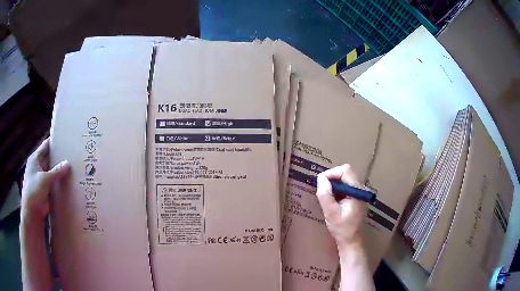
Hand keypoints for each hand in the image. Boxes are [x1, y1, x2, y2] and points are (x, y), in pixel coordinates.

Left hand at [21, 138, 69, 222]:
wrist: (32, 213)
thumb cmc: (34, 191)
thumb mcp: (45, 180)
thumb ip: (56, 171)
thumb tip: (68, 163)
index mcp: (35, 159)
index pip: (46, 146)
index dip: (55, 142)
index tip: (66, 139)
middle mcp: (39, 166)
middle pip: (50, 158)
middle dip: (60, 157)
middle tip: (73, 154)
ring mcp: (42, 178)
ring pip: (53, 171)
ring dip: (61, 171)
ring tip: (74, 167)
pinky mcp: (46, 189)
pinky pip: (55, 182)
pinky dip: (61, 181)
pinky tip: (70, 181)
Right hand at [316, 164, 366, 253]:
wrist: (351, 240)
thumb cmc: (342, 228)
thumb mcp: (331, 212)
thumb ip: (325, 195)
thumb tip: (320, 178)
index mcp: (357, 190)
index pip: (345, 170)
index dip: (331, 173)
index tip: (321, 183)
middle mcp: (360, 188)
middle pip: (345, 172)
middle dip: (331, 179)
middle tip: (322, 191)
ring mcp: (359, 193)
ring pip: (344, 179)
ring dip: (333, 185)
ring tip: (326, 197)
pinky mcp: (356, 197)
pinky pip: (345, 186)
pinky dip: (336, 190)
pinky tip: (332, 201)